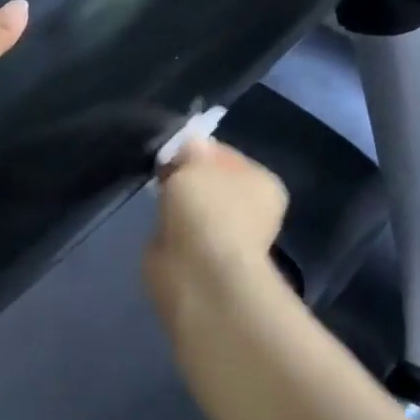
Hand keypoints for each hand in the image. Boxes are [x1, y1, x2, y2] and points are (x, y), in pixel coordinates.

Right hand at [144, 136, 289, 334]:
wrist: (199, 273)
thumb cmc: (206, 210)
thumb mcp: (196, 163)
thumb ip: (191, 151)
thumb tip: (190, 146)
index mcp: (263, 182)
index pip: (226, 155)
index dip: (197, 149)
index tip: (171, 151)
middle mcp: (251, 209)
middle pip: (211, 182)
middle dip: (186, 178)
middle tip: (161, 173)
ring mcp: (227, 237)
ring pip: (195, 208)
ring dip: (178, 205)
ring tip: (157, 199)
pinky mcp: (202, 259)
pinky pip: (182, 232)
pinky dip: (170, 230)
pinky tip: (158, 226)